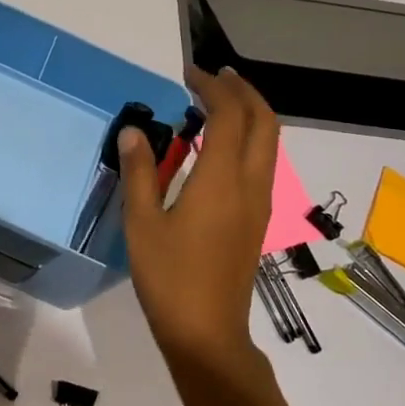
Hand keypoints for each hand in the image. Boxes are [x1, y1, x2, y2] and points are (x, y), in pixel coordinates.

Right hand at [119, 65, 279, 383]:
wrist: (206, 331)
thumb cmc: (168, 277)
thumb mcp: (142, 223)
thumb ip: (139, 172)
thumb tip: (134, 131)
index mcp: (220, 180)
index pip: (229, 115)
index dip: (213, 87)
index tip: (188, 74)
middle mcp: (250, 184)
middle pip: (264, 122)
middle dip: (242, 91)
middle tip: (212, 78)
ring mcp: (260, 204)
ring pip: (269, 143)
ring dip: (250, 114)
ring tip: (218, 104)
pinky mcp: (257, 220)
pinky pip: (263, 164)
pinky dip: (249, 140)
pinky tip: (220, 149)